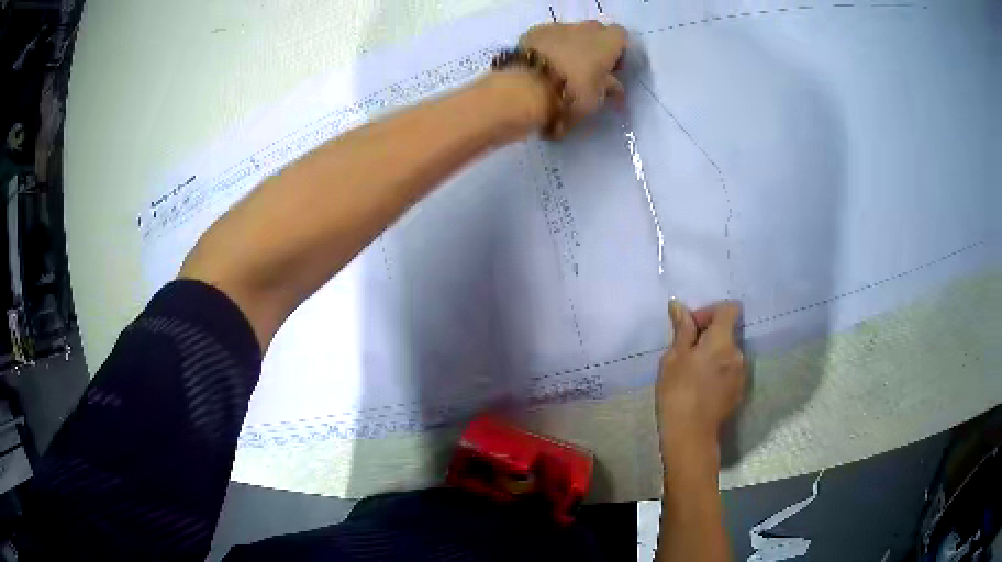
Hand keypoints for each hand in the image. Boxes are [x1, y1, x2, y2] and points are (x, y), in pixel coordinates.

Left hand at [518, 21, 627, 130]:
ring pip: (569, 32)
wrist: (528, 88)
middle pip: (595, 30)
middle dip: (593, 45)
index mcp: (606, 42)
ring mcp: (557, 27)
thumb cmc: (572, 94)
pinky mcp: (533, 31)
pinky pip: (546, 36)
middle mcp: (584, 28)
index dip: (617, 50)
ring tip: (560, 69)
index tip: (611, 68)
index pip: (620, 35)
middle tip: (587, 69)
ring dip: (569, 46)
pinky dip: (547, 47)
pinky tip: (540, 66)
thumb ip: (608, 87)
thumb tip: (614, 85)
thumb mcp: (597, 99)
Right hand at [656, 300, 746, 461]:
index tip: (692, 327)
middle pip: (728, 331)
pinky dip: (718, 372)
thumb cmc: (677, 393)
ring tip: (692, 374)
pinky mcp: (739, 391)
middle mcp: (738, 353)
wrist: (691, 435)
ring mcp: (741, 374)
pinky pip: (730, 371)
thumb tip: (679, 306)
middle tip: (685, 353)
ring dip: (713, 355)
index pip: (729, 309)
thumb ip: (682, 330)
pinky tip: (701, 389)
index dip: (711, 311)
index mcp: (722, 341)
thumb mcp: (673, 359)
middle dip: (708, 336)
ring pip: (728, 353)